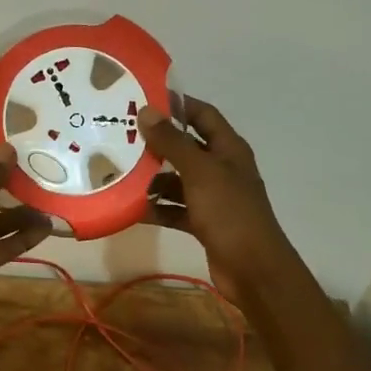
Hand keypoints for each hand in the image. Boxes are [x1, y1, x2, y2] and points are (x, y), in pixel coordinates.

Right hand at [140, 98, 301, 306]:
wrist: (253, 270)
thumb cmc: (229, 213)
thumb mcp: (199, 172)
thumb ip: (173, 142)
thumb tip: (146, 111)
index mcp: (228, 149)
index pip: (202, 115)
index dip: (177, 104)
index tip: (143, 99)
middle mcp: (221, 169)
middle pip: (186, 147)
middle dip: (156, 143)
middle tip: (120, 136)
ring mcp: (213, 197)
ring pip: (177, 180)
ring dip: (152, 178)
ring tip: (117, 171)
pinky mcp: (203, 223)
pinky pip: (174, 208)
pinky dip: (156, 207)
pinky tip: (129, 207)